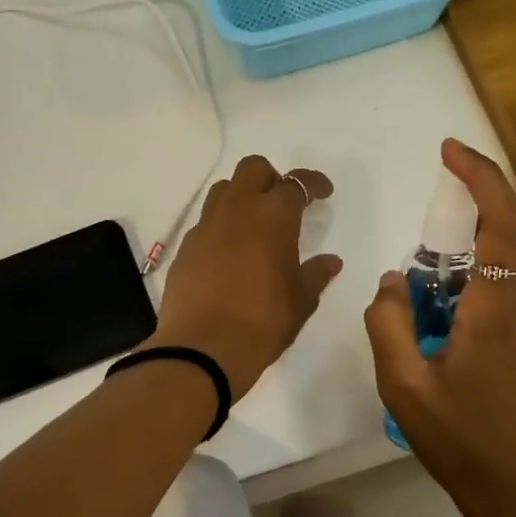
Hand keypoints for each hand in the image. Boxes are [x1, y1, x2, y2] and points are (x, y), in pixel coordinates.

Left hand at [151, 155, 341, 399]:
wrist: (204, 347)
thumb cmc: (263, 321)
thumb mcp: (301, 300)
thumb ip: (316, 274)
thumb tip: (330, 261)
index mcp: (273, 216)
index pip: (296, 183)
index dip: (313, 183)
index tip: (323, 192)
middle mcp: (237, 210)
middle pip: (252, 169)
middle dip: (272, 177)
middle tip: (284, 203)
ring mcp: (206, 227)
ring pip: (223, 190)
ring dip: (242, 196)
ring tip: (254, 224)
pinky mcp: (185, 248)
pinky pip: (205, 223)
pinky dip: (221, 226)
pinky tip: (230, 254)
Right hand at [365, 140, 515, 510]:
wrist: (514, 490)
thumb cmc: (459, 439)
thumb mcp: (403, 384)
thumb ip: (388, 322)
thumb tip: (392, 279)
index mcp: (494, 308)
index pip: (501, 221)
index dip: (481, 176)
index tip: (449, 151)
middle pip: (502, 233)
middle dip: (466, 205)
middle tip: (424, 209)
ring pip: (495, 265)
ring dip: (458, 252)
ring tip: (415, 282)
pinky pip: (491, 292)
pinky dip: (461, 281)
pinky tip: (430, 312)